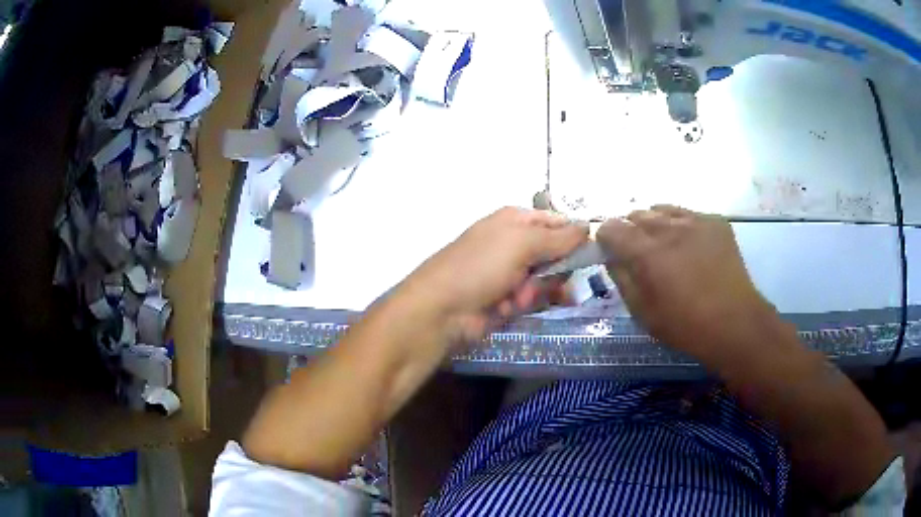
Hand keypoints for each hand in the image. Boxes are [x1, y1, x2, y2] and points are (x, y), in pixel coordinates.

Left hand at [403, 207, 587, 345]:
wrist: (441, 311)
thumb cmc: (480, 266)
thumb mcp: (522, 243)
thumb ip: (559, 238)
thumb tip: (588, 227)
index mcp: (515, 220)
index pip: (557, 223)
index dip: (574, 237)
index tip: (591, 253)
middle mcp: (514, 243)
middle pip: (556, 254)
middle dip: (554, 270)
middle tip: (544, 278)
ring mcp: (510, 272)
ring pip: (546, 280)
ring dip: (537, 290)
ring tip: (518, 298)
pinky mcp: (506, 299)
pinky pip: (531, 299)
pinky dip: (522, 304)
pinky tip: (508, 308)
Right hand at [597, 205, 774, 359]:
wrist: (734, 322)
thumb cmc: (685, 325)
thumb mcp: (643, 312)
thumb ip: (622, 279)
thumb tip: (611, 257)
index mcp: (647, 252)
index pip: (611, 228)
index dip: (606, 239)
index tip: (611, 253)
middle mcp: (669, 227)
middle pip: (636, 214)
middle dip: (631, 231)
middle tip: (640, 254)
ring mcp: (695, 220)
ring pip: (662, 209)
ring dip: (655, 225)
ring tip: (665, 246)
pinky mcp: (715, 221)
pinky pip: (687, 214)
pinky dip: (680, 225)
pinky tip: (690, 247)